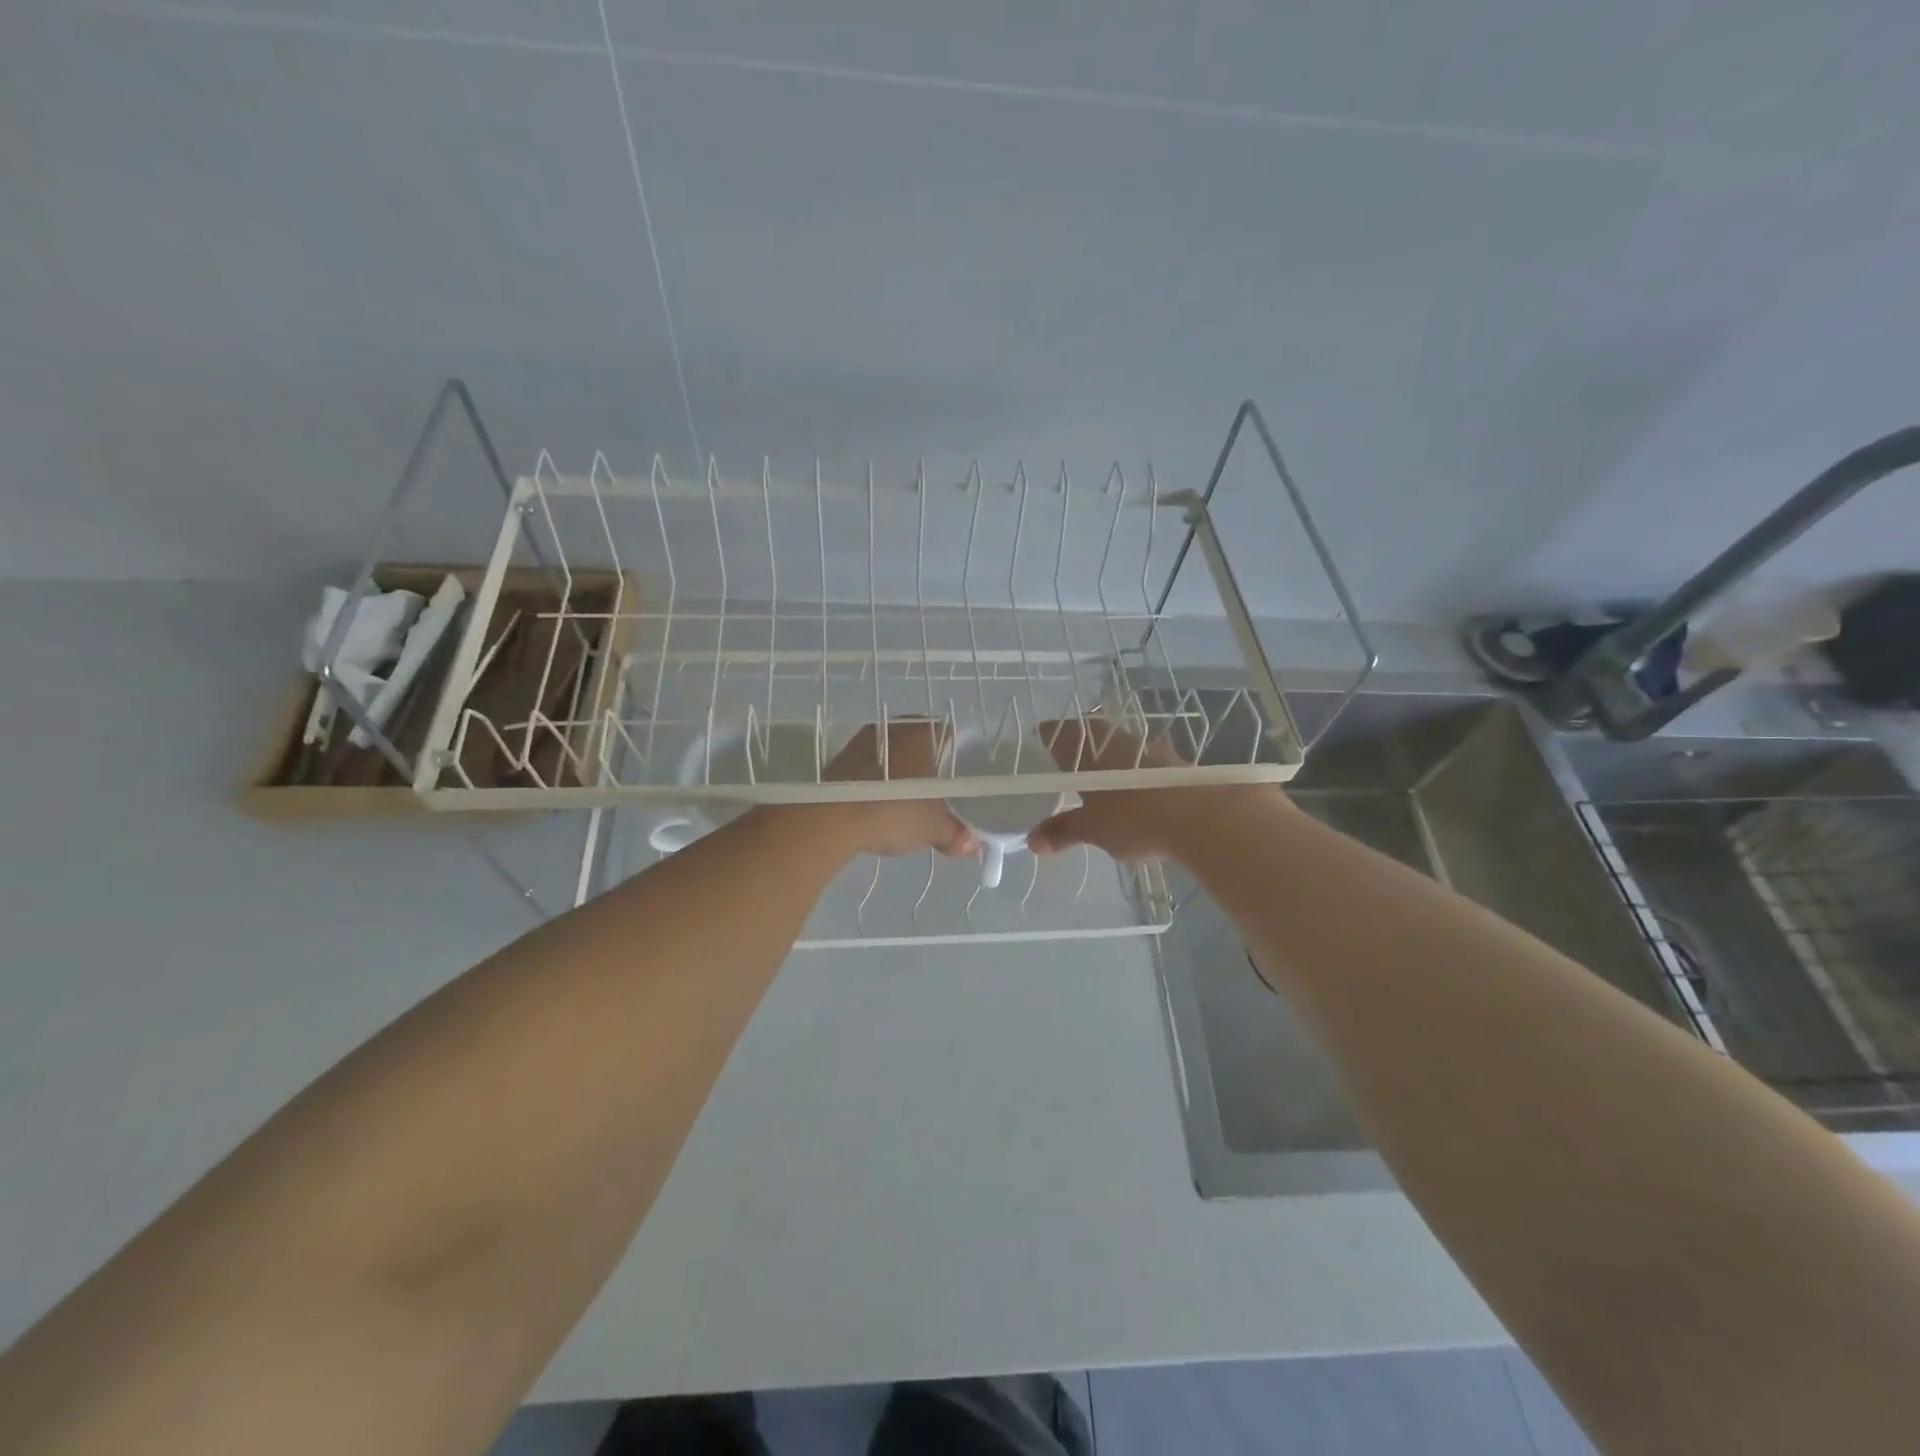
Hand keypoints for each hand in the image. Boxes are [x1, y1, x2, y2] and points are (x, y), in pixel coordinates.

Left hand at [807, 720, 977, 859]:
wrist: (831, 819)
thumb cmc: (894, 811)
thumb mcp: (932, 828)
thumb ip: (955, 834)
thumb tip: (973, 846)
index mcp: (920, 733)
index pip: (946, 734)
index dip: (955, 754)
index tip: (957, 777)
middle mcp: (891, 729)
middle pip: (916, 743)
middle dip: (925, 766)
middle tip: (934, 794)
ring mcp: (860, 743)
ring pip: (889, 755)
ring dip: (896, 775)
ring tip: (904, 803)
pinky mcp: (837, 761)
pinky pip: (866, 769)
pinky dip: (874, 784)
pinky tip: (876, 807)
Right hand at [1028, 717, 1290, 862]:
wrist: (1201, 815)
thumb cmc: (1132, 817)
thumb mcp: (1092, 829)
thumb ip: (1063, 831)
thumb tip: (1032, 841)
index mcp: (1086, 750)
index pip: (1059, 731)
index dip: (1048, 734)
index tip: (1041, 738)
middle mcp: (1114, 739)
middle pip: (1090, 731)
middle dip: (1079, 741)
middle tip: (1069, 754)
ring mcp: (1147, 747)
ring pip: (1119, 743)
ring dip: (1110, 754)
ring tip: (1102, 773)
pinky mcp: (1174, 761)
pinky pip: (1144, 760)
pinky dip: (1135, 769)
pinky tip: (1137, 787)